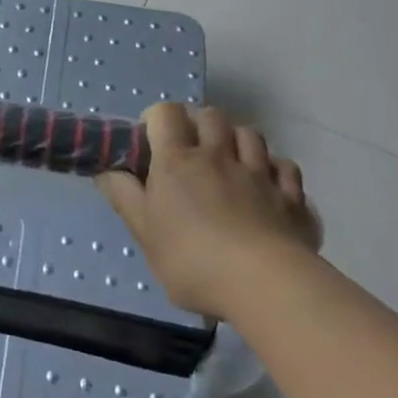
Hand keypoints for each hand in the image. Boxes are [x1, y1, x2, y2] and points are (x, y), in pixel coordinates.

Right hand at [96, 103, 321, 319]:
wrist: (265, 284)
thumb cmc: (193, 259)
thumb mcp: (144, 233)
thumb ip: (123, 196)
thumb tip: (105, 169)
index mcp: (178, 160)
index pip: (166, 112)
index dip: (157, 118)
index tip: (152, 140)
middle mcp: (219, 155)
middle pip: (211, 115)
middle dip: (200, 124)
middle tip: (192, 149)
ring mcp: (259, 173)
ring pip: (250, 134)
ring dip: (238, 140)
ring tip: (231, 162)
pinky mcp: (291, 196)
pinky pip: (286, 167)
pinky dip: (276, 170)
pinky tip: (269, 186)